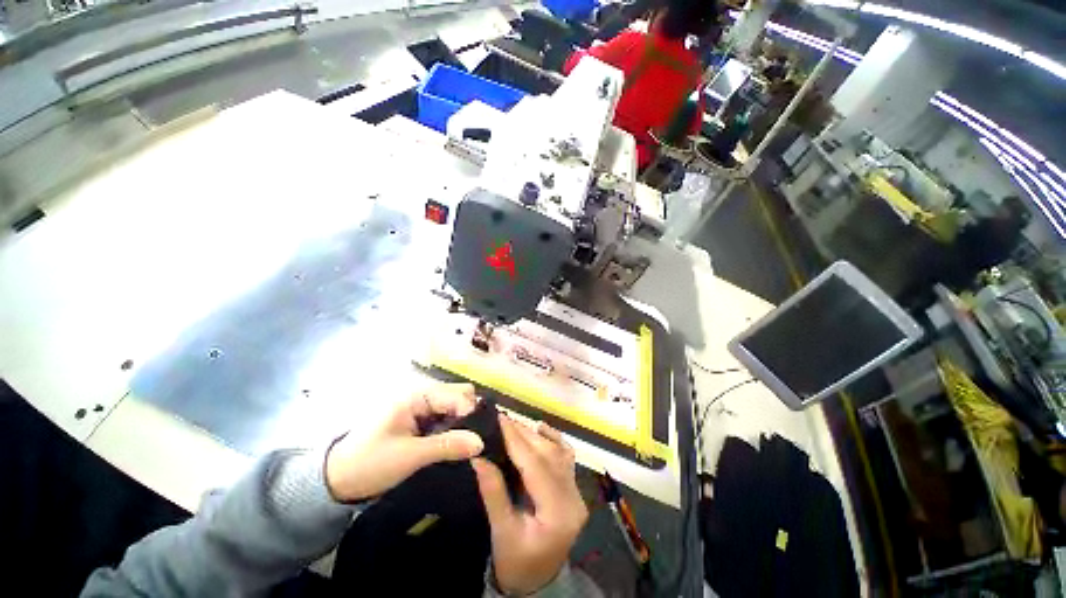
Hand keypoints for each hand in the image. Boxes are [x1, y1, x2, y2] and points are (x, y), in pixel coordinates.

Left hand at [325, 384, 484, 502]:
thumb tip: (481, 442)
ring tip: (468, 444)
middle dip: (470, 415)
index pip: (457, 395)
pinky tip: (457, 444)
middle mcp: (422, 395)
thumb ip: (447, 446)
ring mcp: (422, 407)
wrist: (336, 480)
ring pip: (455, 406)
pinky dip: (454, 428)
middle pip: (459, 395)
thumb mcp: (409, 456)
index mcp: (417, 395)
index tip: (480, 437)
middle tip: (474, 440)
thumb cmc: (369, 463)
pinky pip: (446, 417)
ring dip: (463, 422)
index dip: (471, 413)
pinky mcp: (421, 420)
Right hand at [472, 415, 588, 595]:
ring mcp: (576, 492)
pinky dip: (554, 439)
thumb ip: (493, 491)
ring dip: (536, 436)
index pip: (536, 465)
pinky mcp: (573, 489)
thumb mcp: (502, 531)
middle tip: (504, 418)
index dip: (517, 439)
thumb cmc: (517, 562)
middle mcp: (573, 497)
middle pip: (548, 455)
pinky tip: (541, 429)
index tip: (501, 419)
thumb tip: (478, 456)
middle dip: (524, 434)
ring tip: (514, 424)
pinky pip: (566, 457)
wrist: (538, 582)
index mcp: (558, 512)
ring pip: (558, 452)